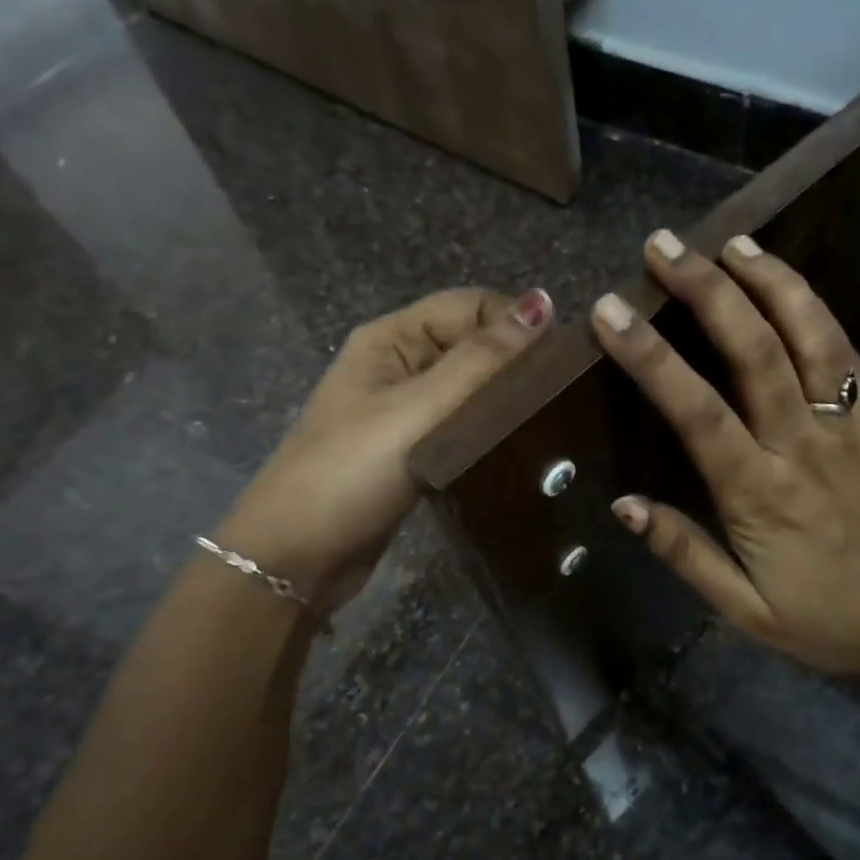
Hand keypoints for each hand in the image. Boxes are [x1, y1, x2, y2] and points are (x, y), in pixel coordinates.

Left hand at [217, 287, 551, 611]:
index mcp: (392, 339)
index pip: (471, 306)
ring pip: (468, 391)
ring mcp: (402, 413)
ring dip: (504, 402)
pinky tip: (519, 451)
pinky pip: (459, 428)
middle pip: (471, 346)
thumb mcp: (419, 410)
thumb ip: (481, 360)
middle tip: (564, 399)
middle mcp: (398, 367)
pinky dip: (487, 434)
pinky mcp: (411, 453)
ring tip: (551, 425)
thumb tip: (542, 302)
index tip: (563, 363)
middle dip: (515, 364)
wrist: (295, 557)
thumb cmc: (352, 473)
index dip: (517, 323)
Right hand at [591, 232, 859, 687]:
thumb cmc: (835, 622)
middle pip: (753, 351)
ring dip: (770, 282)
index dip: (651, 357)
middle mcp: (803, 445)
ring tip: (732, 241)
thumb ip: (686, 555)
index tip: (611, 311)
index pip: (697, 411)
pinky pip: (847, 353)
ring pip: (809, 337)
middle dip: (705, 291)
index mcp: (761, 495)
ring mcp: (847, 426)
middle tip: (664, 247)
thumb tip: (625, 505)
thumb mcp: (749, 612)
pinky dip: (816, 310)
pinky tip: (790, 284)